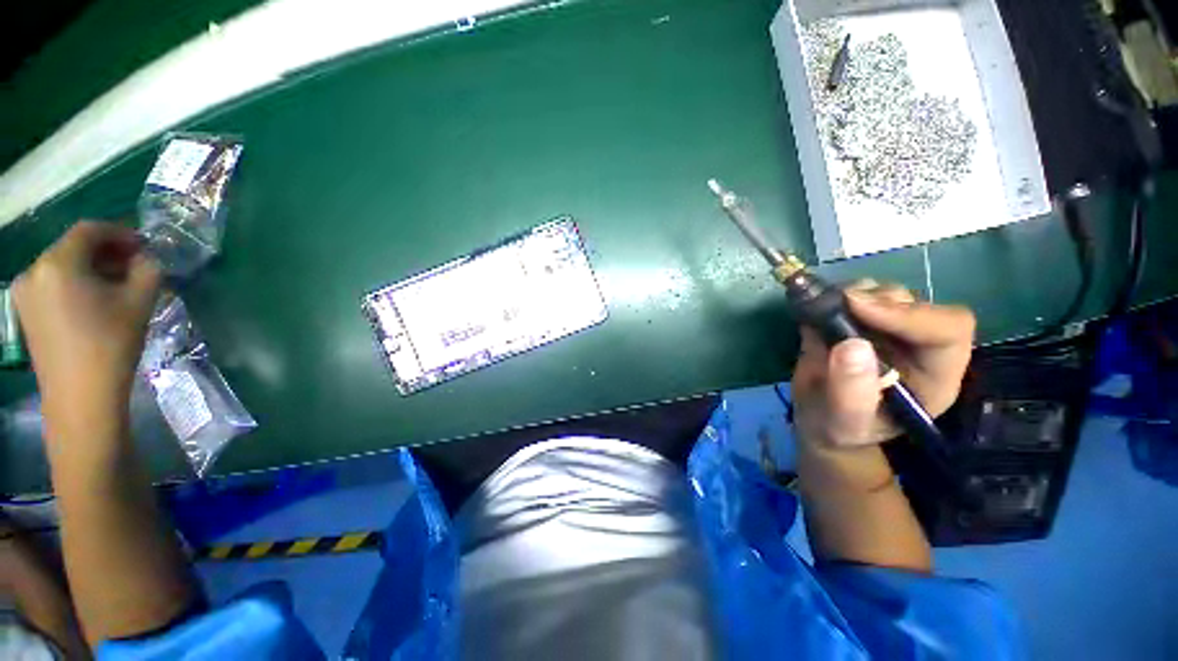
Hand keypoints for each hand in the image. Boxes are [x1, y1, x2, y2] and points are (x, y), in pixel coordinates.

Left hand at [13, 222, 160, 431]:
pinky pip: (53, 285)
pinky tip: (94, 302)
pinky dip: (76, 285)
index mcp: (58, 262)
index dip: (120, 233)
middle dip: (106, 253)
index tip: (144, 247)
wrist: (81, 396)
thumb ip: (148, 270)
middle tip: (135, 267)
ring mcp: (24, 293)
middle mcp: (34, 270)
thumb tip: (148, 258)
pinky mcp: (25, 312)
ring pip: (63, 267)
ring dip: (91, 269)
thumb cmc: (111, 344)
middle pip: (73, 248)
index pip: (89, 230)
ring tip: (117, 287)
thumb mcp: (140, 302)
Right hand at [793, 281, 974, 451]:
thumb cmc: (840, 428)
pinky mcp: (858, 321)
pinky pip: (856, 294)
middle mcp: (917, 346)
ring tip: (824, 309)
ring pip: (887, 294)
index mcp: (933, 374)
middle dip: (877, 300)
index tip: (858, 308)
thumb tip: (851, 345)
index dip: (910, 314)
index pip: (948, 330)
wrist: (819, 420)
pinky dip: (834, 295)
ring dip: (855, 293)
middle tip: (837, 306)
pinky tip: (816, 309)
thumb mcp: (844, 422)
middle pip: (916, 304)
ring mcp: (887, 330)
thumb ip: (851, 391)